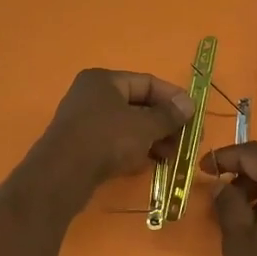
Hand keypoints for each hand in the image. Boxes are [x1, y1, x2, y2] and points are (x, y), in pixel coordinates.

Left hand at [33, 68, 192, 201]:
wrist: (62, 175)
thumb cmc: (106, 139)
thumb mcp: (144, 126)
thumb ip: (168, 115)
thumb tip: (189, 104)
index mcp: (104, 80)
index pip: (147, 82)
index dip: (173, 98)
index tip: (194, 116)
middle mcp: (92, 95)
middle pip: (138, 105)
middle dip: (164, 123)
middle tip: (186, 141)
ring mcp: (84, 121)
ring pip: (127, 126)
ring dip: (152, 139)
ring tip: (171, 157)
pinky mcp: (82, 146)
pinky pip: (115, 143)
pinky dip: (134, 150)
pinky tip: (149, 164)